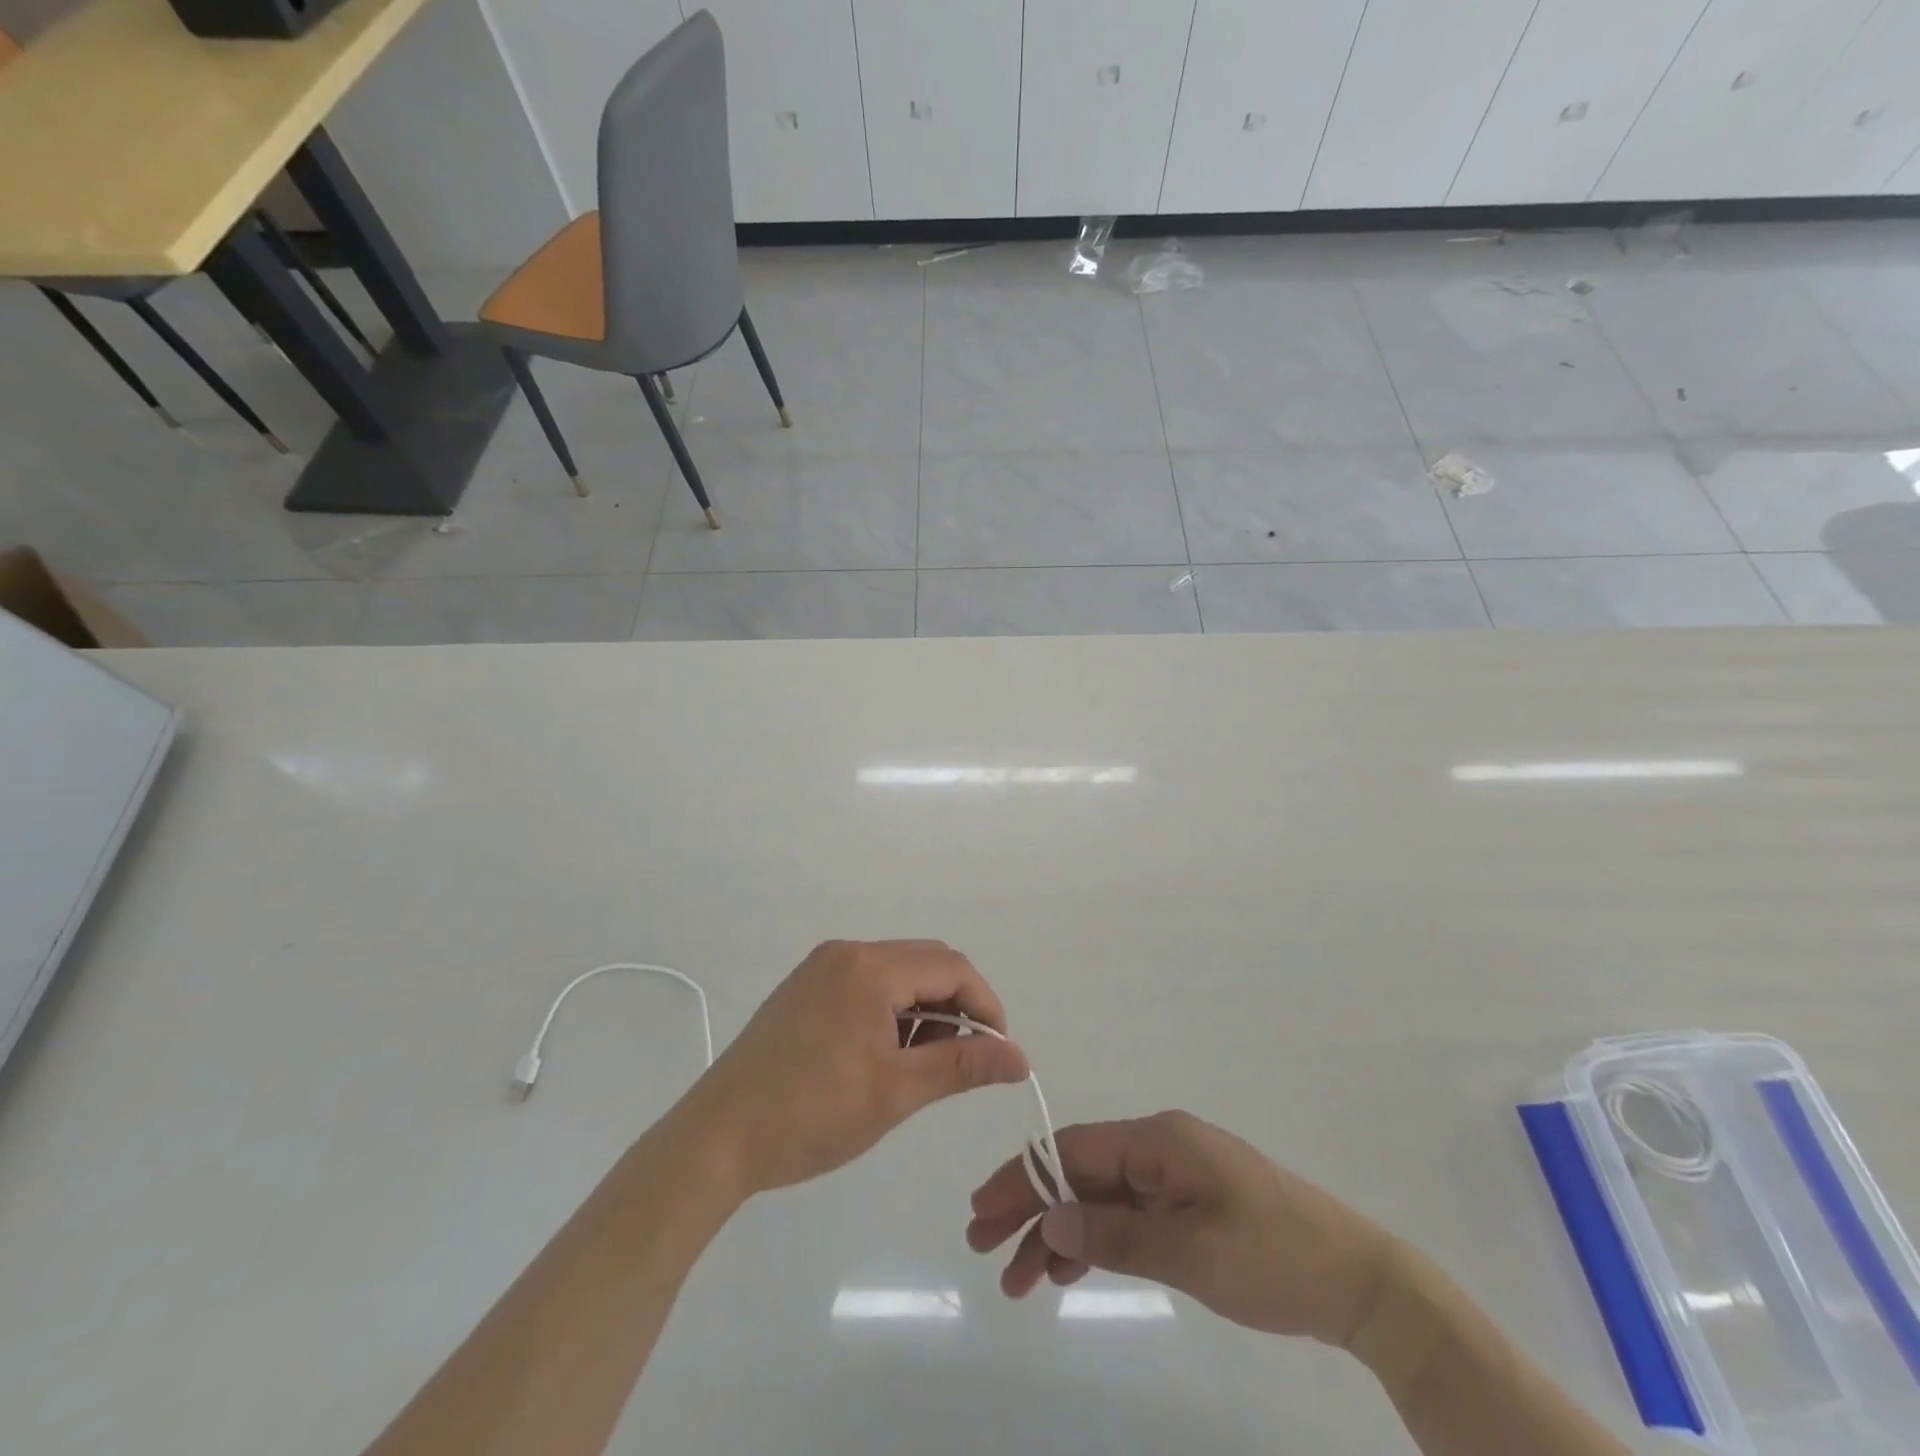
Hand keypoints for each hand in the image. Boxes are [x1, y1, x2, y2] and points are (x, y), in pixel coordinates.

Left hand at [676, 940, 1029, 1196]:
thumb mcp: (896, 1091)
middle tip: (962, 1060)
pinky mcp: (805, 986)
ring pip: (898, 971)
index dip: (986, 1006)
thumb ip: (962, 1065)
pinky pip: (867, 981)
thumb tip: (1020, 1058)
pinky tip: (885, 1053)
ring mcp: (821, 967)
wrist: (717, 1139)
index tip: (997, 1054)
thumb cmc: (812, 1115)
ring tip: (920, 1063)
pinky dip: (892, 1008)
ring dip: (924, 1007)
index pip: (952, 968)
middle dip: (957, 1004)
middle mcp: (847, 952)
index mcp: (870, 967)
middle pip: (927, 962)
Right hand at [967, 1110, 1393, 1348]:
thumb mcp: (1190, 1250)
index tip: (984, 1210)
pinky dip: (1095, 1242)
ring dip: (1059, 1232)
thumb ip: (1115, 1234)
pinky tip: (1069, 1271)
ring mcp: (1173, 1178)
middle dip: (1031, 1206)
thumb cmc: (1273, 1256)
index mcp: (1158, 1140)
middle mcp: (1158, 1149)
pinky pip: (1126, 1218)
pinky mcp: (1186, 1208)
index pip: (1073, 1149)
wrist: (1359, 1282)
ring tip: (1021, 1280)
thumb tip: (1049, 1218)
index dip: (1024, 1177)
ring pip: (1098, 1198)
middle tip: (986, 1248)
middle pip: (1079, 1172)